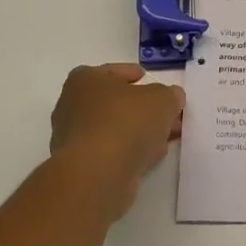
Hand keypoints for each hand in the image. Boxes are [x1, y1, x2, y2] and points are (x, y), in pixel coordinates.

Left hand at [49, 64, 184, 218]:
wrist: (97, 174)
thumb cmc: (126, 122)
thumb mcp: (162, 100)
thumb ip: (170, 95)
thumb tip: (172, 98)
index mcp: (85, 80)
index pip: (113, 71)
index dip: (134, 75)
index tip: (149, 81)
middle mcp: (72, 105)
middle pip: (115, 102)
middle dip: (143, 108)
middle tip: (166, 114)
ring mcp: (74, 138)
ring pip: (114, 128)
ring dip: (138, 132)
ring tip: (165, 137)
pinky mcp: (80, 166)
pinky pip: (111, 151)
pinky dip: (129, 151)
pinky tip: (149, 157)